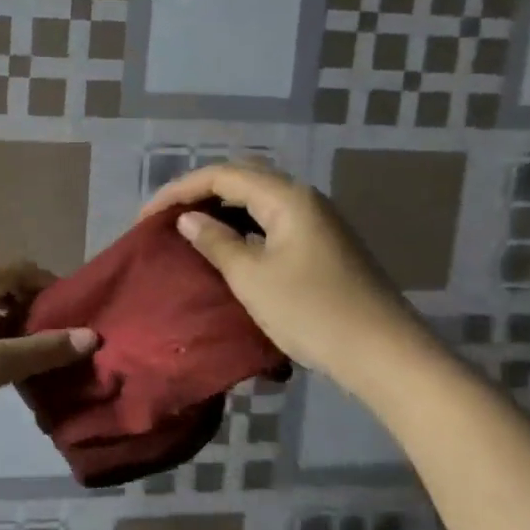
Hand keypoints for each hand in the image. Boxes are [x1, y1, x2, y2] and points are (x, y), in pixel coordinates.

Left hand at [0, 262, 97, 442]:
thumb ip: (37, 351)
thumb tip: (90, 337)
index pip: (19, 269)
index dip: (51, 288)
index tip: (79, 314)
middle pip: (3, 288)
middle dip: (34, 310)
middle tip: (65, 339)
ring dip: (15, 330)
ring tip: (46, 357)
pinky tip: (12, 370)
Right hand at [139, 161, 430, 394]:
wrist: (383, 354)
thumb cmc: (311, 312)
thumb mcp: (252, 278)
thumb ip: (216, 242)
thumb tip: (188, 218)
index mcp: (287, 198)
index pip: (222, 175)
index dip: (178, 190)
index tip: (145, 218)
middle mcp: (304, 199)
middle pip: (241, 179)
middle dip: (198, 193)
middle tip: (164, 218)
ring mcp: (317, 222)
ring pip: (257, 200)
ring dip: (220, 209)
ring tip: (187, 230)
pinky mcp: (321, 245)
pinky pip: (270, 221)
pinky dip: (241, 226)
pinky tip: (225, 247)